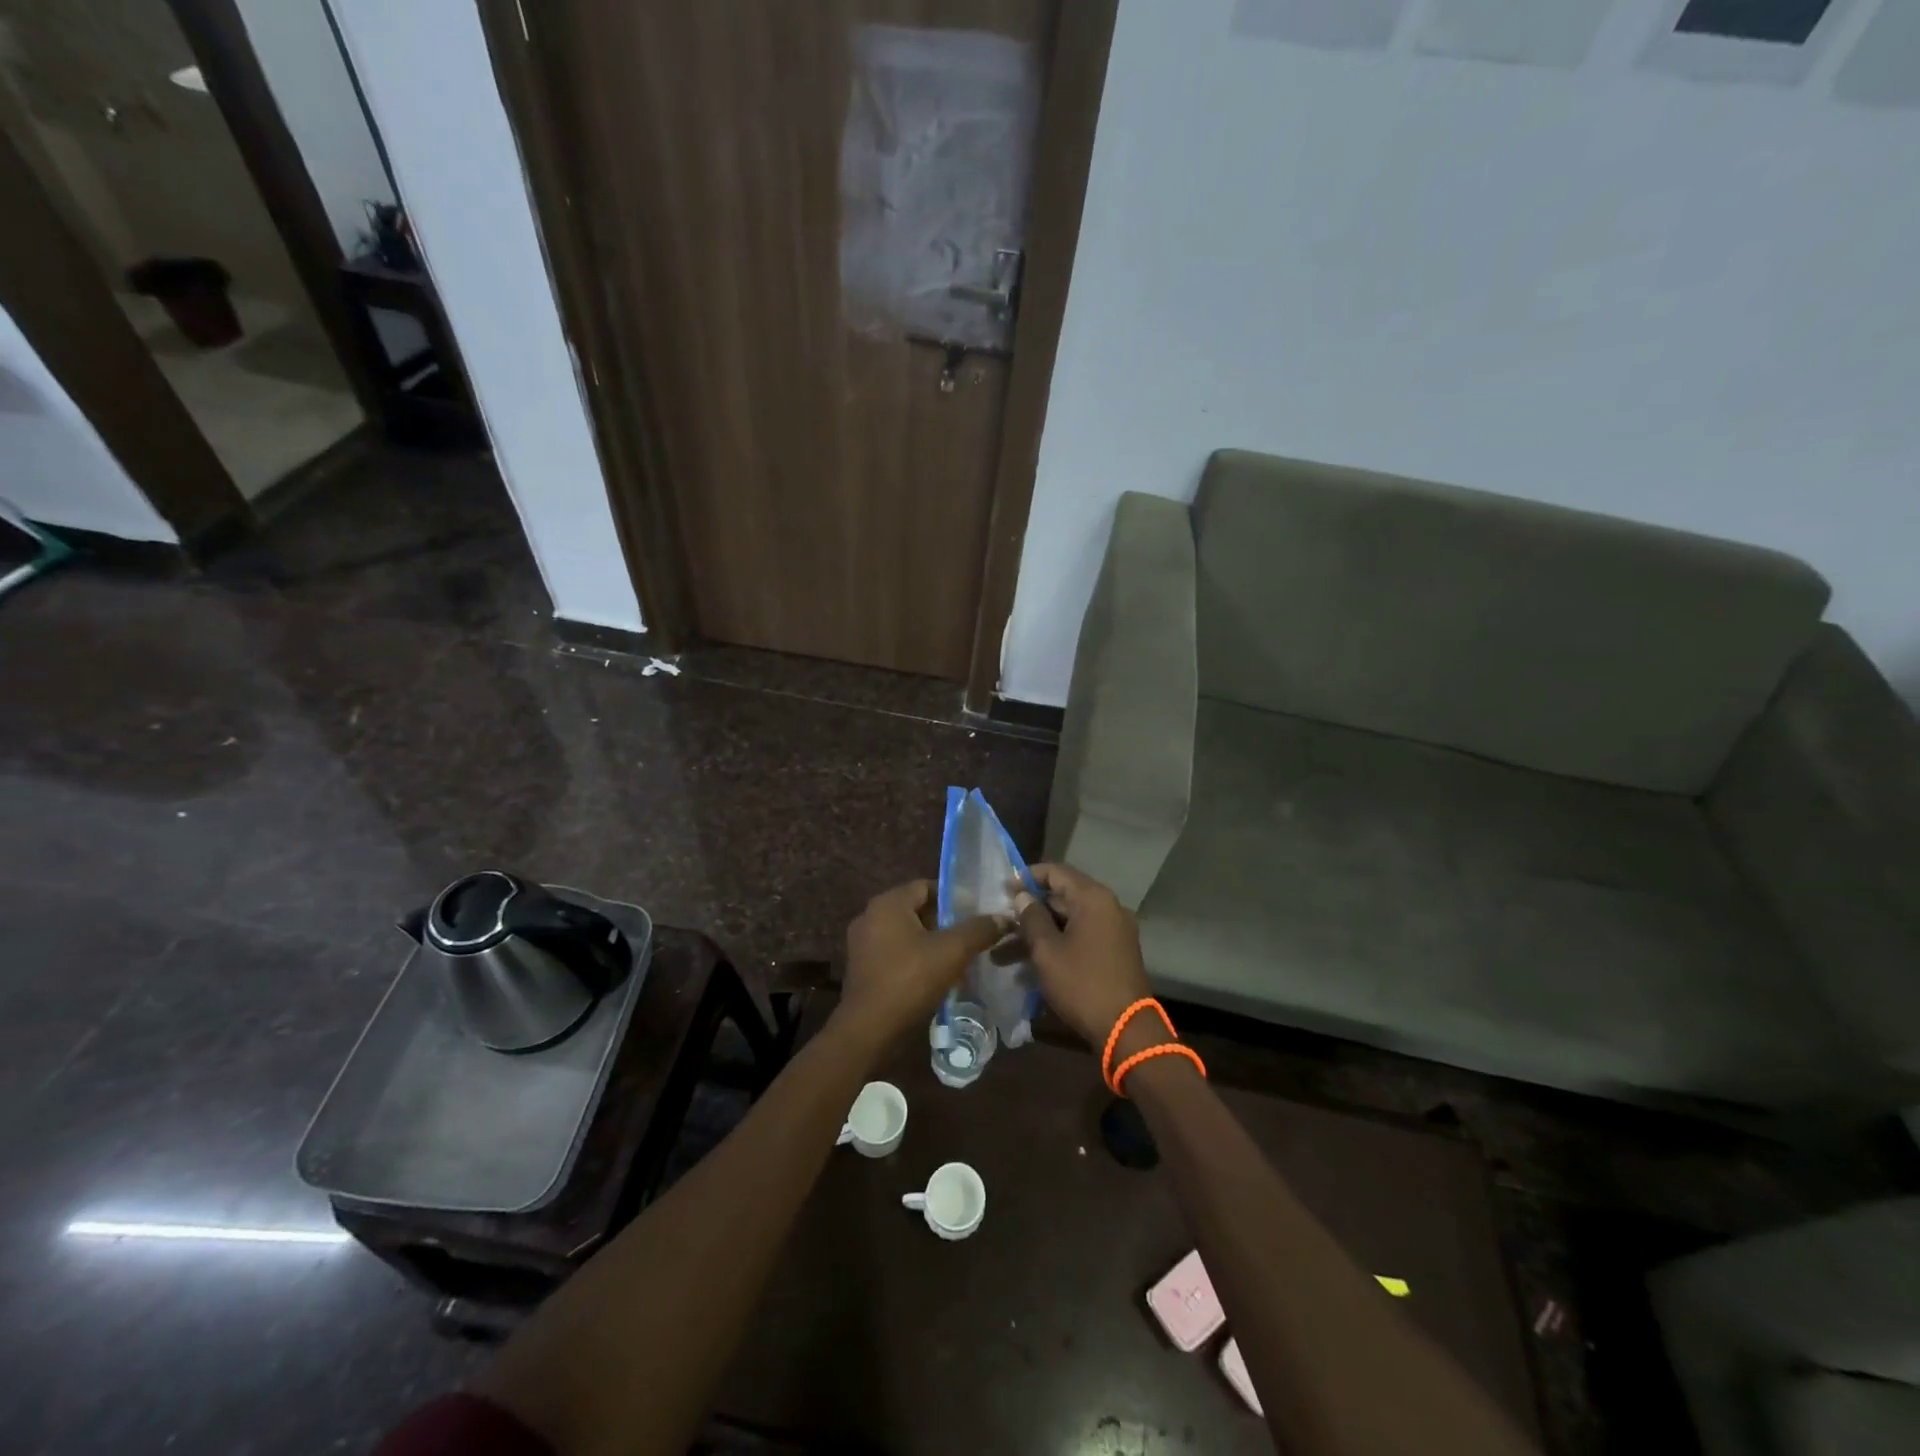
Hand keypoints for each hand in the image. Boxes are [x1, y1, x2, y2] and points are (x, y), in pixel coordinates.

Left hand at [837, 880, 1008, 1048]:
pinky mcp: (863, 969)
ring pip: (908, 935)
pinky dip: (917, 960)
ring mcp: (863, 944)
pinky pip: (896, 954)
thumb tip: (1004, 918)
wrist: (869, 1031)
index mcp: (888, 903)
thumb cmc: (910, 980)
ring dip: (933, 944)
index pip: (926, 886)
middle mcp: (871, 917)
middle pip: (917, 910)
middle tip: (973, 936)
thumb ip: (979, 930)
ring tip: (961, 959)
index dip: (954, 897)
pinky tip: (939, 978)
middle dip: (946, 923)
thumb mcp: (952, 952)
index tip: (977, 912)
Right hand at [1014, 863, 1155, 1051]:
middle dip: (1028, 913)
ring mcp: (1113, 930)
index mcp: (1093, 898)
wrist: (1126, 1030)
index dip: (1027, 877)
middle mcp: (1107, 907)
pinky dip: (1056, 946)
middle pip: (1061, 897)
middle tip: (999, 925)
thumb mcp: (1047, 950)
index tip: (1003, 890)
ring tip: (1002, 956)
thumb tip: (1022, 897)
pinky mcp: (1113, 952)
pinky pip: (1080, 938)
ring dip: (1037, 935)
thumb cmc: (1082, 984)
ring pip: (1067, 923)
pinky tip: (1027, 968)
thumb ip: (1031, 918)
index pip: (1056, 872)